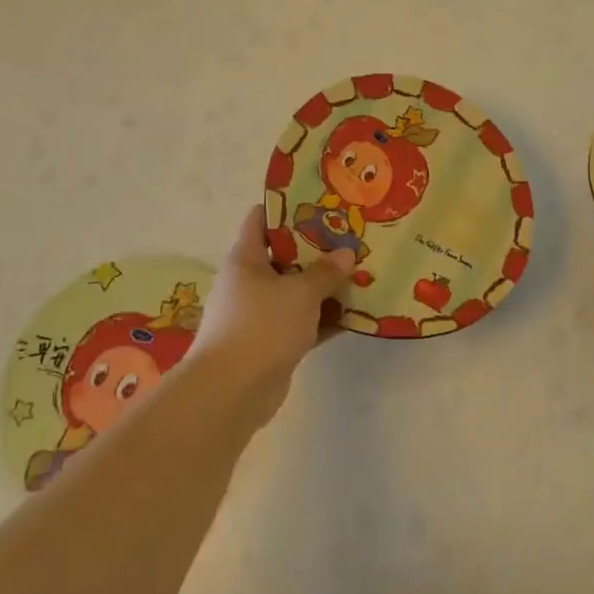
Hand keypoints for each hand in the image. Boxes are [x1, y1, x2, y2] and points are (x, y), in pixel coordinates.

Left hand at [187, 206, 355, 425]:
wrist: (231, 391)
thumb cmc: (261, 326)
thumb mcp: (300, 292)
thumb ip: (325, 272)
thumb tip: (346, 254)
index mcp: (246, 259)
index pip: (261, 220)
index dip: (287, 208)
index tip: (320, 202)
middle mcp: (249, 283)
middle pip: (285, 256)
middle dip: (317, 249)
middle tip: (352, 238)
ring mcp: (260, 315)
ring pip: (297, 292)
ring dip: (325, 286)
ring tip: (362, 273)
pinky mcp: (272, 343)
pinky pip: (304, 323)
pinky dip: (325, 319)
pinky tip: (357, 315)